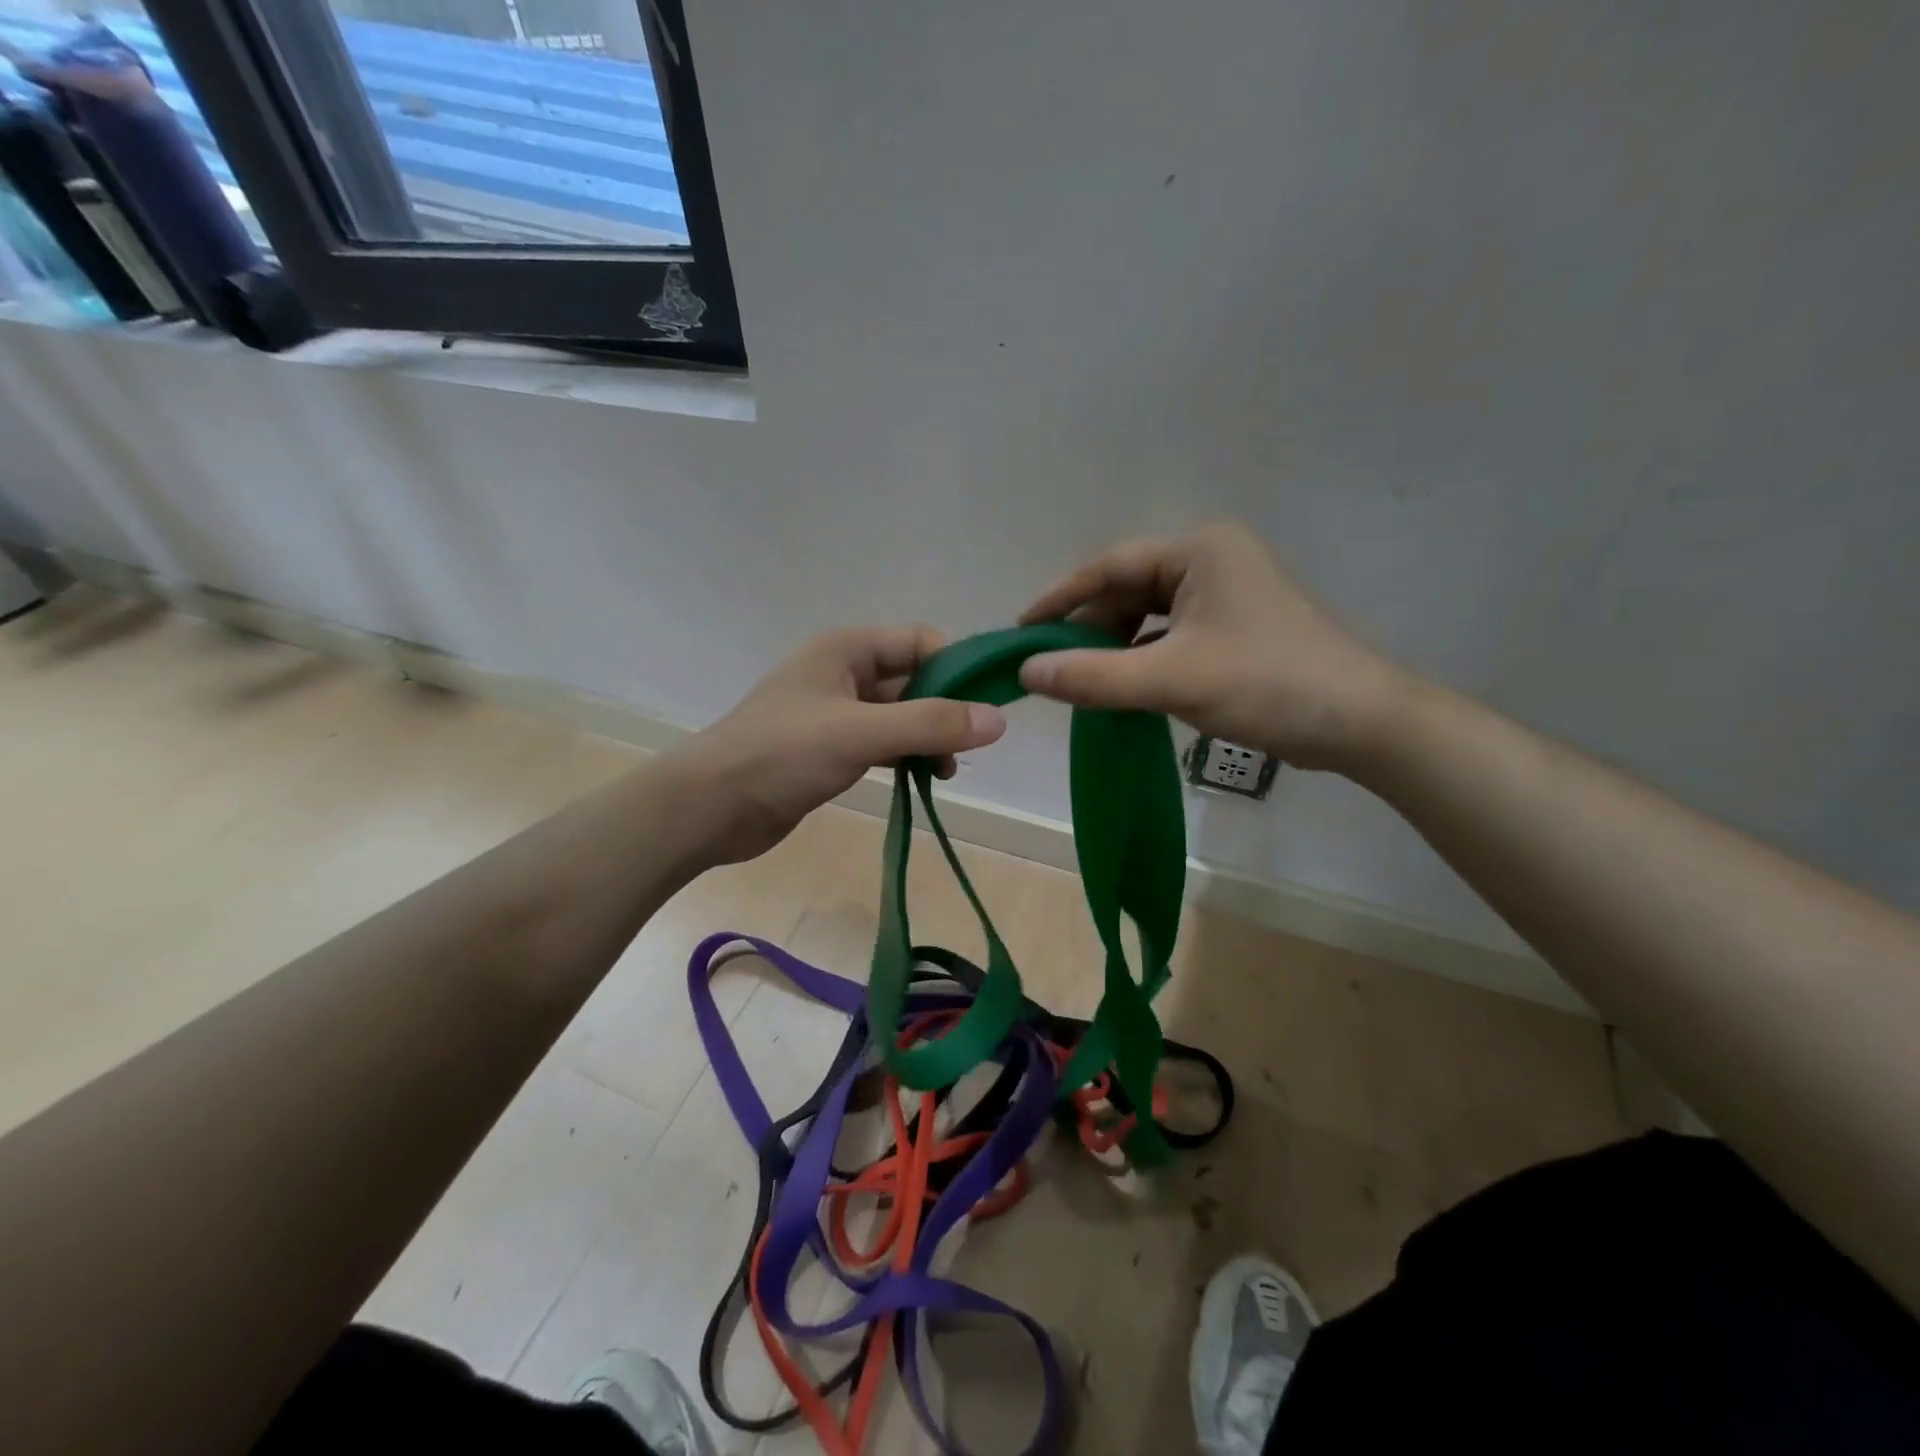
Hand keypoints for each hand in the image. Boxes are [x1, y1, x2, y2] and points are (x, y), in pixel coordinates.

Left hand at [673, 626, 1006, 864]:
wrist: (710, 808)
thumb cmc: (781, 755)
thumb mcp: (860, 733)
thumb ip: (930, 724)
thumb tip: (999, 720)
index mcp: (845, 649)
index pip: (918, 642)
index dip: (954, 668)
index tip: (984, 706)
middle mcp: (842, 672)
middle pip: (912, 679)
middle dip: (944, 709)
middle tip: (968, 748)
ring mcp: (835, 712)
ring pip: (899, 715)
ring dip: (926, 737)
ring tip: (945, 772)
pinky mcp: (829, 749)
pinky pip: (881, 742)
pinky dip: (904, 756)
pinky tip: (920, 779)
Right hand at [1016, 522, 1412, 770]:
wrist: (1360, 722)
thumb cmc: (1267, 685)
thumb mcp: (1172, 680)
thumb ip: (1093, 676)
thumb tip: (1025, 673)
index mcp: (1198, 550)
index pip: (1109, 566)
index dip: (1059, 599)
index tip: (1020, 632)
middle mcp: (1211, 560)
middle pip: (1128, 590)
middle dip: (1088, 627)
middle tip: (1049, 666)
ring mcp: (1225, 593)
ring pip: (1148, 615)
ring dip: (1113, 646)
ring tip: (1081, 679)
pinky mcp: (1234, 626)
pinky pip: (1170, 635)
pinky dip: (1142, 658)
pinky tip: (1122, 685)